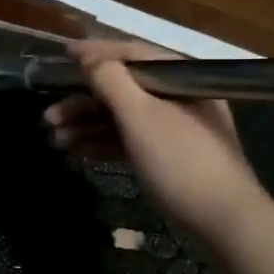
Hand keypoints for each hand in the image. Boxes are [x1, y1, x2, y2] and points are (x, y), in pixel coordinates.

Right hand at [43, 39, 269, 244]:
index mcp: (178, 77)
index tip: (62, 54)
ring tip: (55, 139)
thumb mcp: (140, 116)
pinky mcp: (170, 154)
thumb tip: (89, 58)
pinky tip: (77, 152)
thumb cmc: (180, 160)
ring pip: (124, 116)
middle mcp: (178, 96)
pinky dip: (105, 143)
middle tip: (49, 116)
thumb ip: (110, 81)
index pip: (131, 53)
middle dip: (83, 101)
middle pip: (123, 87)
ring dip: (88, 124)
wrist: (224, 220)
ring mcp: (176, 127)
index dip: (94, 53)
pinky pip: (131, 139)